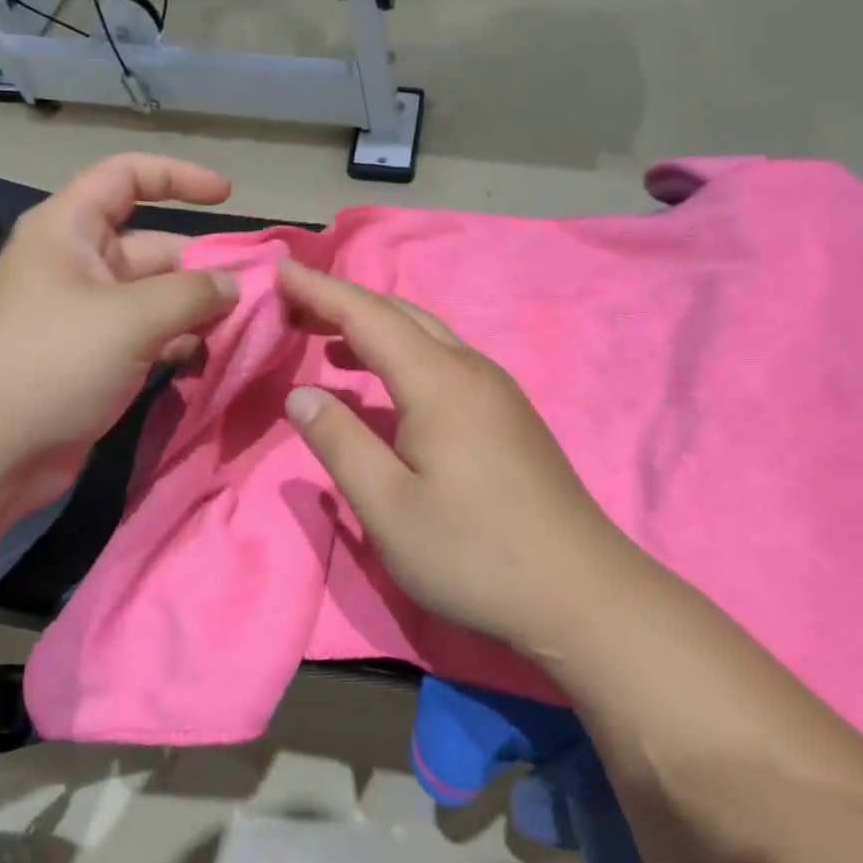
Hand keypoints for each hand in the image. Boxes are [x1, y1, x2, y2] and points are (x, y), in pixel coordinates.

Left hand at [0, 154, 237, 508]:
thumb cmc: (51, 364)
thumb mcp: (129, 319)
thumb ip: (192, 293)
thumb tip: (234, 285)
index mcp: (69, 230)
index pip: (126, 177)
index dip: (178, 177)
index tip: (227, 196)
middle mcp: (78, 265)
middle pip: (154, 246)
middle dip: (204, 265)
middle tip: (258, 291)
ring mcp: (88, 316)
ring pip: (157, 297)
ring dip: (199, 310)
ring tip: (245, 329)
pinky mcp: (96, 359)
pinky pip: (150, 337)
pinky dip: (180, 344)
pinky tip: (211, 360)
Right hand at [278, 262, 632, 656]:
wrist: (581, 593)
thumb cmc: (474, 553)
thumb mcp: (387, 506)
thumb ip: (339, 442)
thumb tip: (300, 394)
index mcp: (438, 381)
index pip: (367, 315)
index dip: (320, 290)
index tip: (280, 270)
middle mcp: (470, 369)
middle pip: (399, 315)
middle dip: (343, 304)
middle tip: (294, 308)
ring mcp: (496, 390)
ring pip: (426, 336)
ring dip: (374, 330)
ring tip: (327, 342)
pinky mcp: (508, 415)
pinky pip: (444, 361)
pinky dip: (402, 355)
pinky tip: (386, 386)